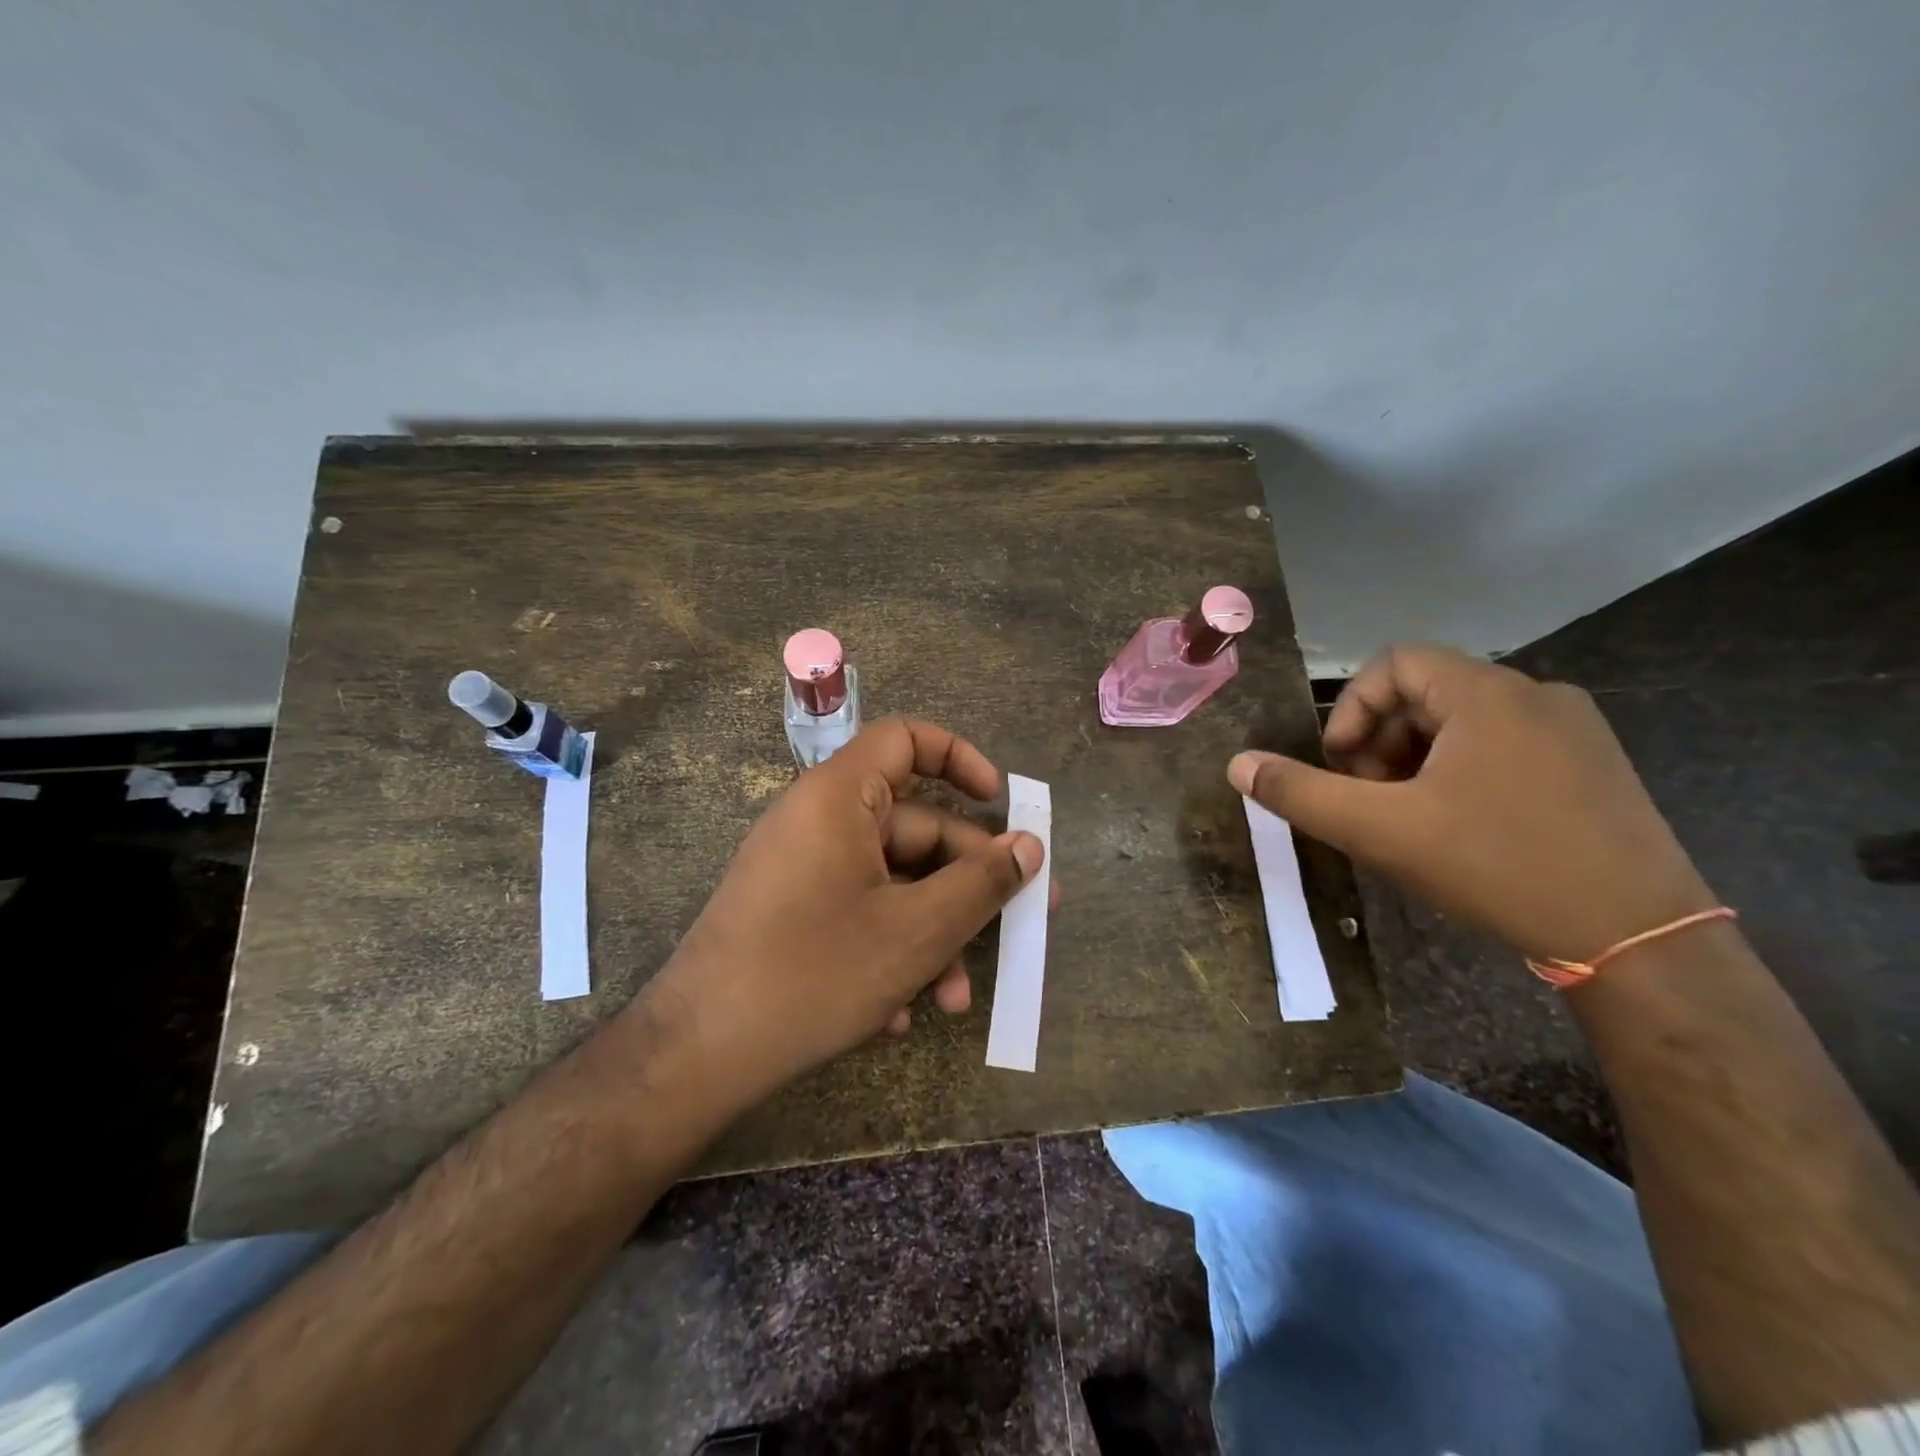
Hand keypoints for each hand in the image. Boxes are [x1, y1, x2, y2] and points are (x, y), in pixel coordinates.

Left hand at [643, 717, 1045, 1100]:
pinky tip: (904, 1013)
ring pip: (892, 882)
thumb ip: (982, 883)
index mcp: (840, 797)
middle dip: (968, 883)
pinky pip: (858, 912)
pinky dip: (891, 950)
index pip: (906, 738)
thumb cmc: (814, 973)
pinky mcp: (793, 914)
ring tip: (955, 998)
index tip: (1000, 802)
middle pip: (914, 827)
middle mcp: (819, 821)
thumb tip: (1031, 847)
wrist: (697, 1055)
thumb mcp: (916, 930)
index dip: (960, 758)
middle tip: (1023, 923)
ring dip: (934, 933)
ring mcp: (803, 870)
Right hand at [1227, 644, 1716, 964]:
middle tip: (1370, 800)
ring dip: (1417, 759)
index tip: (1343, 769)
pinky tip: (1462, 828)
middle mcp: (1536, 695)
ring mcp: (1575, 731)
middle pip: (1426, 693)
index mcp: (1487, 693)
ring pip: (1464, 722)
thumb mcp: (1380, 830)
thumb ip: (1300, 793)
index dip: (1351, 710)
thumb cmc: (1497, 866)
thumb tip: (1238, 764)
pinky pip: (1505, 746)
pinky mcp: (1596, 768)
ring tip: (1410, 818)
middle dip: (1380, 742)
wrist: (1639, 939)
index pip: (1394, 663)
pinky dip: (1463, 772)